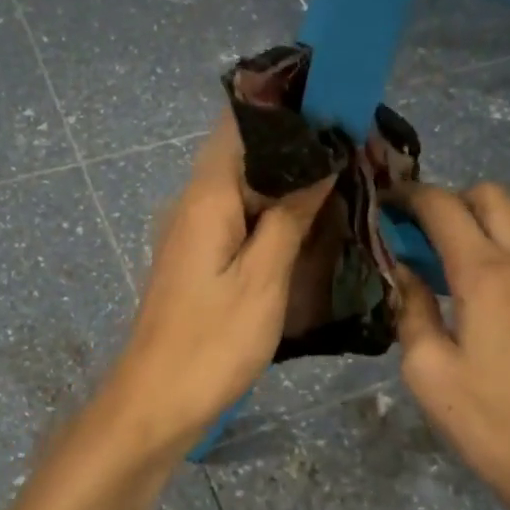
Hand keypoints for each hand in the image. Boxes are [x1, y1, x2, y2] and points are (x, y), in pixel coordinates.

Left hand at [104, 115, 333, 455]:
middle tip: (353, 148)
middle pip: (245, 154)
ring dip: (287, 183)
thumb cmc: (211, 344)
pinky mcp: (197, 259)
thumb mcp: (262, 280)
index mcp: (206, 197)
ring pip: (244, 188)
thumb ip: (289, 216)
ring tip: (343, 180)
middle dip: (296, 147)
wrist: (156, 404)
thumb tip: (320, 163)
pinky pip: (238, 219)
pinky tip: (308, 225)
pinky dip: (272, 214)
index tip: (334, 105)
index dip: (284, 107)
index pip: (240, 124)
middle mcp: (192, 203)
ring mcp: (192, 232)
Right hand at [395, 184, 509, 509]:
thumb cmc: (484, 421)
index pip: (443, 209)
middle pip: (494, 197)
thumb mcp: (425, 369)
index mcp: (483, 274)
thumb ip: (410, 309)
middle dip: (455, 201)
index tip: (388, 207)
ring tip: (486, 240)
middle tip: (430, 233)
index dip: (411, 198)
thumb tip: (403, 272)